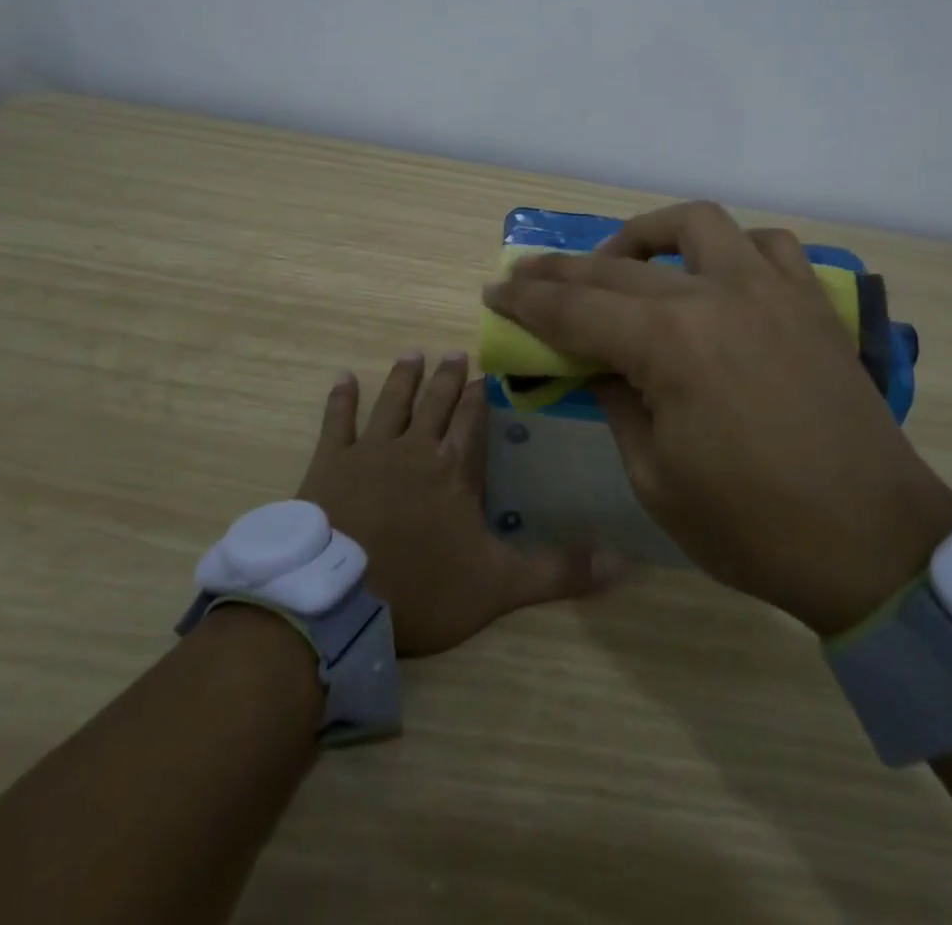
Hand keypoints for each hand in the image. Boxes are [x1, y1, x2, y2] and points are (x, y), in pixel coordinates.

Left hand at [295, 352, 616, 655]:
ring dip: (403, 377)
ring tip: (413, 353)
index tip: (486, 373)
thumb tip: (622, 563)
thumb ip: (558, 571)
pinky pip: (337, 422)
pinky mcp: (329, 465)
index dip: (481, 396)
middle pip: (435, 402)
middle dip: (447, 377)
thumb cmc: (422, 589)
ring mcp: (369, 452)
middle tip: (454, 352)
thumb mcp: (499, 586)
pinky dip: (341, 399)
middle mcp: (414, 448)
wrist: (338, 600)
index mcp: (453, 468)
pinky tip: (344, 378)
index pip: (472, 420)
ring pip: (391, 402)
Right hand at [482, 202, 951, 634]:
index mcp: (670, 342)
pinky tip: (714, 273)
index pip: (576, 307)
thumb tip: (597, 363)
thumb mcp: (654, 477)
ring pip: (696, 224)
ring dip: (647, 235)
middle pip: (618, 266)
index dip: (527, 300)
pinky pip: (767, 245)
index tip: (494, 290)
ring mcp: (770, 289)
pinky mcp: (810, 301)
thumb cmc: (753, 527)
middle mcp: (717, 294)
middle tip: (526, 275)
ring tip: (621, 262)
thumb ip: (616, 403)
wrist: (872, 544)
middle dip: (562, 270)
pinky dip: (729, 247)